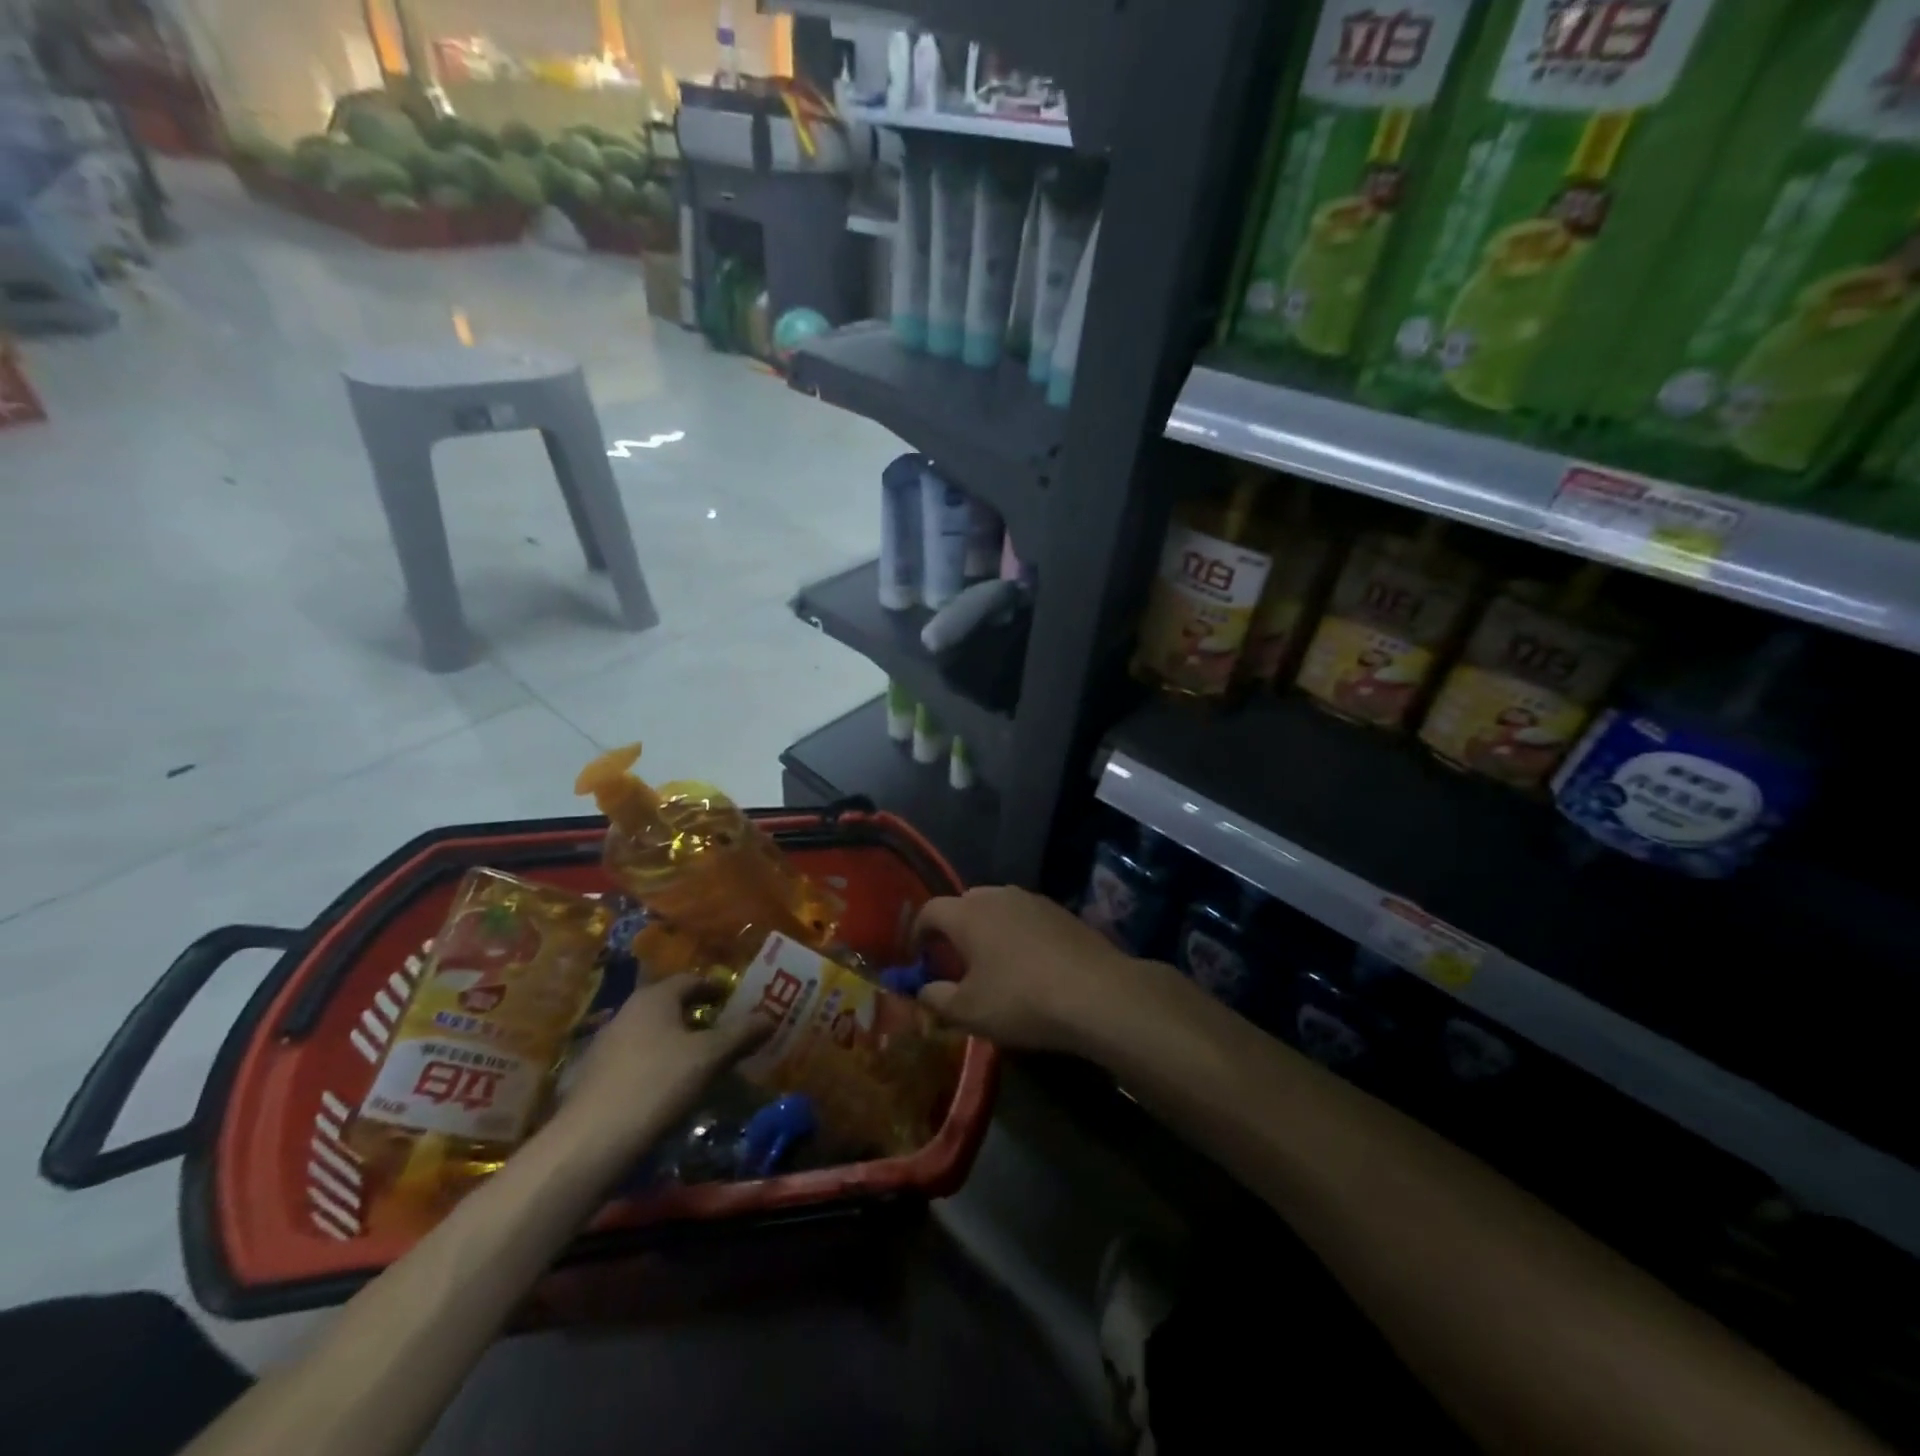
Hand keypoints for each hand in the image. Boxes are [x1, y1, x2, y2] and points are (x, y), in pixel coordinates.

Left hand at [554, 975, 764, 1160]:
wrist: (590, 1142)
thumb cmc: (657, 1084)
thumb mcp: (709, 1057)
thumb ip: (741, 1034)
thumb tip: (769, 1017)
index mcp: (655, 997)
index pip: (691, 980)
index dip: (715, 989)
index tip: (734, 1001)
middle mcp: (627, 1011)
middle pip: (669, 1005)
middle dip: (696, 1016)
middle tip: (723, 1032)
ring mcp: (605, 1044)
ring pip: (651, 1033)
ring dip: (675, 1042)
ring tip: (700, 1062)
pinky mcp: (593, 1077)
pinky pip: (635, 1059)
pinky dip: (655, 1064)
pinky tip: (667, 1088)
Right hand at [912, 886, 1170, 1056]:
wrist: (1097, 992)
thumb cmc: (1021, 1000)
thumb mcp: (969, 1011)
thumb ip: (936, 999)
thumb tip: (922, 991)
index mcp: (967, 913)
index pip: (929, 910)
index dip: (917, 933)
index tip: (917, 959)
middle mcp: (997, 896)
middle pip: (964, 905)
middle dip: (953, 930)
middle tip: (954, 962)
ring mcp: (1033, 900)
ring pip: (997, 908)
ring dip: (987, 929)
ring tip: (991, 963)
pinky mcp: (1061, 912)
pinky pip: (1025, 917)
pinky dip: (1016, 934)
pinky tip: (1028, 963)